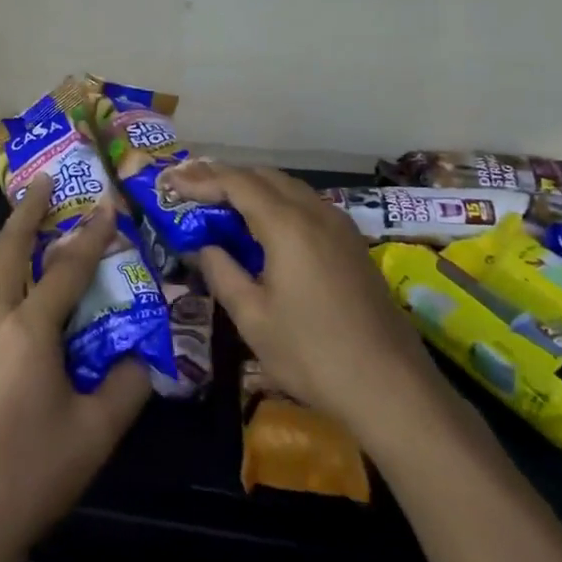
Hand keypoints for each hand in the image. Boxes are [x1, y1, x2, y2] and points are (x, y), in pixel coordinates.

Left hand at [0, 187, 152, 561]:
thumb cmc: (28, 476)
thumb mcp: (94, 435)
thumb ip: (127, 386)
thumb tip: (144, 354)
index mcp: (28, 330)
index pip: (66, 268)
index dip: (91, 235)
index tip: (108, 204)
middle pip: (7, 249)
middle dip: (28, 210)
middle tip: (48, 180)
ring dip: (13, 239)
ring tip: (36, 222)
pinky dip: (6, 272)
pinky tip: (23, 288)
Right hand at [167, 162, 436, 437]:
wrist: (391, 386)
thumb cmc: (313, 354)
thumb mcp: (253, 318)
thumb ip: (222, 273)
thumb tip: (203, 246)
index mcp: (287, 225)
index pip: (237, 183)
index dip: (201, 180)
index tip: (171, 184)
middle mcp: (315, 212)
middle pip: (264, 176)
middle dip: (225, 178)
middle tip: (191, 191)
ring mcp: (339, 225)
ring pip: (288, 187)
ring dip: (253, 189)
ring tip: (221, 205)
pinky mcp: (352, 243)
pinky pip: (307, 205)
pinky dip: (277, 203)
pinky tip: (264, 228)